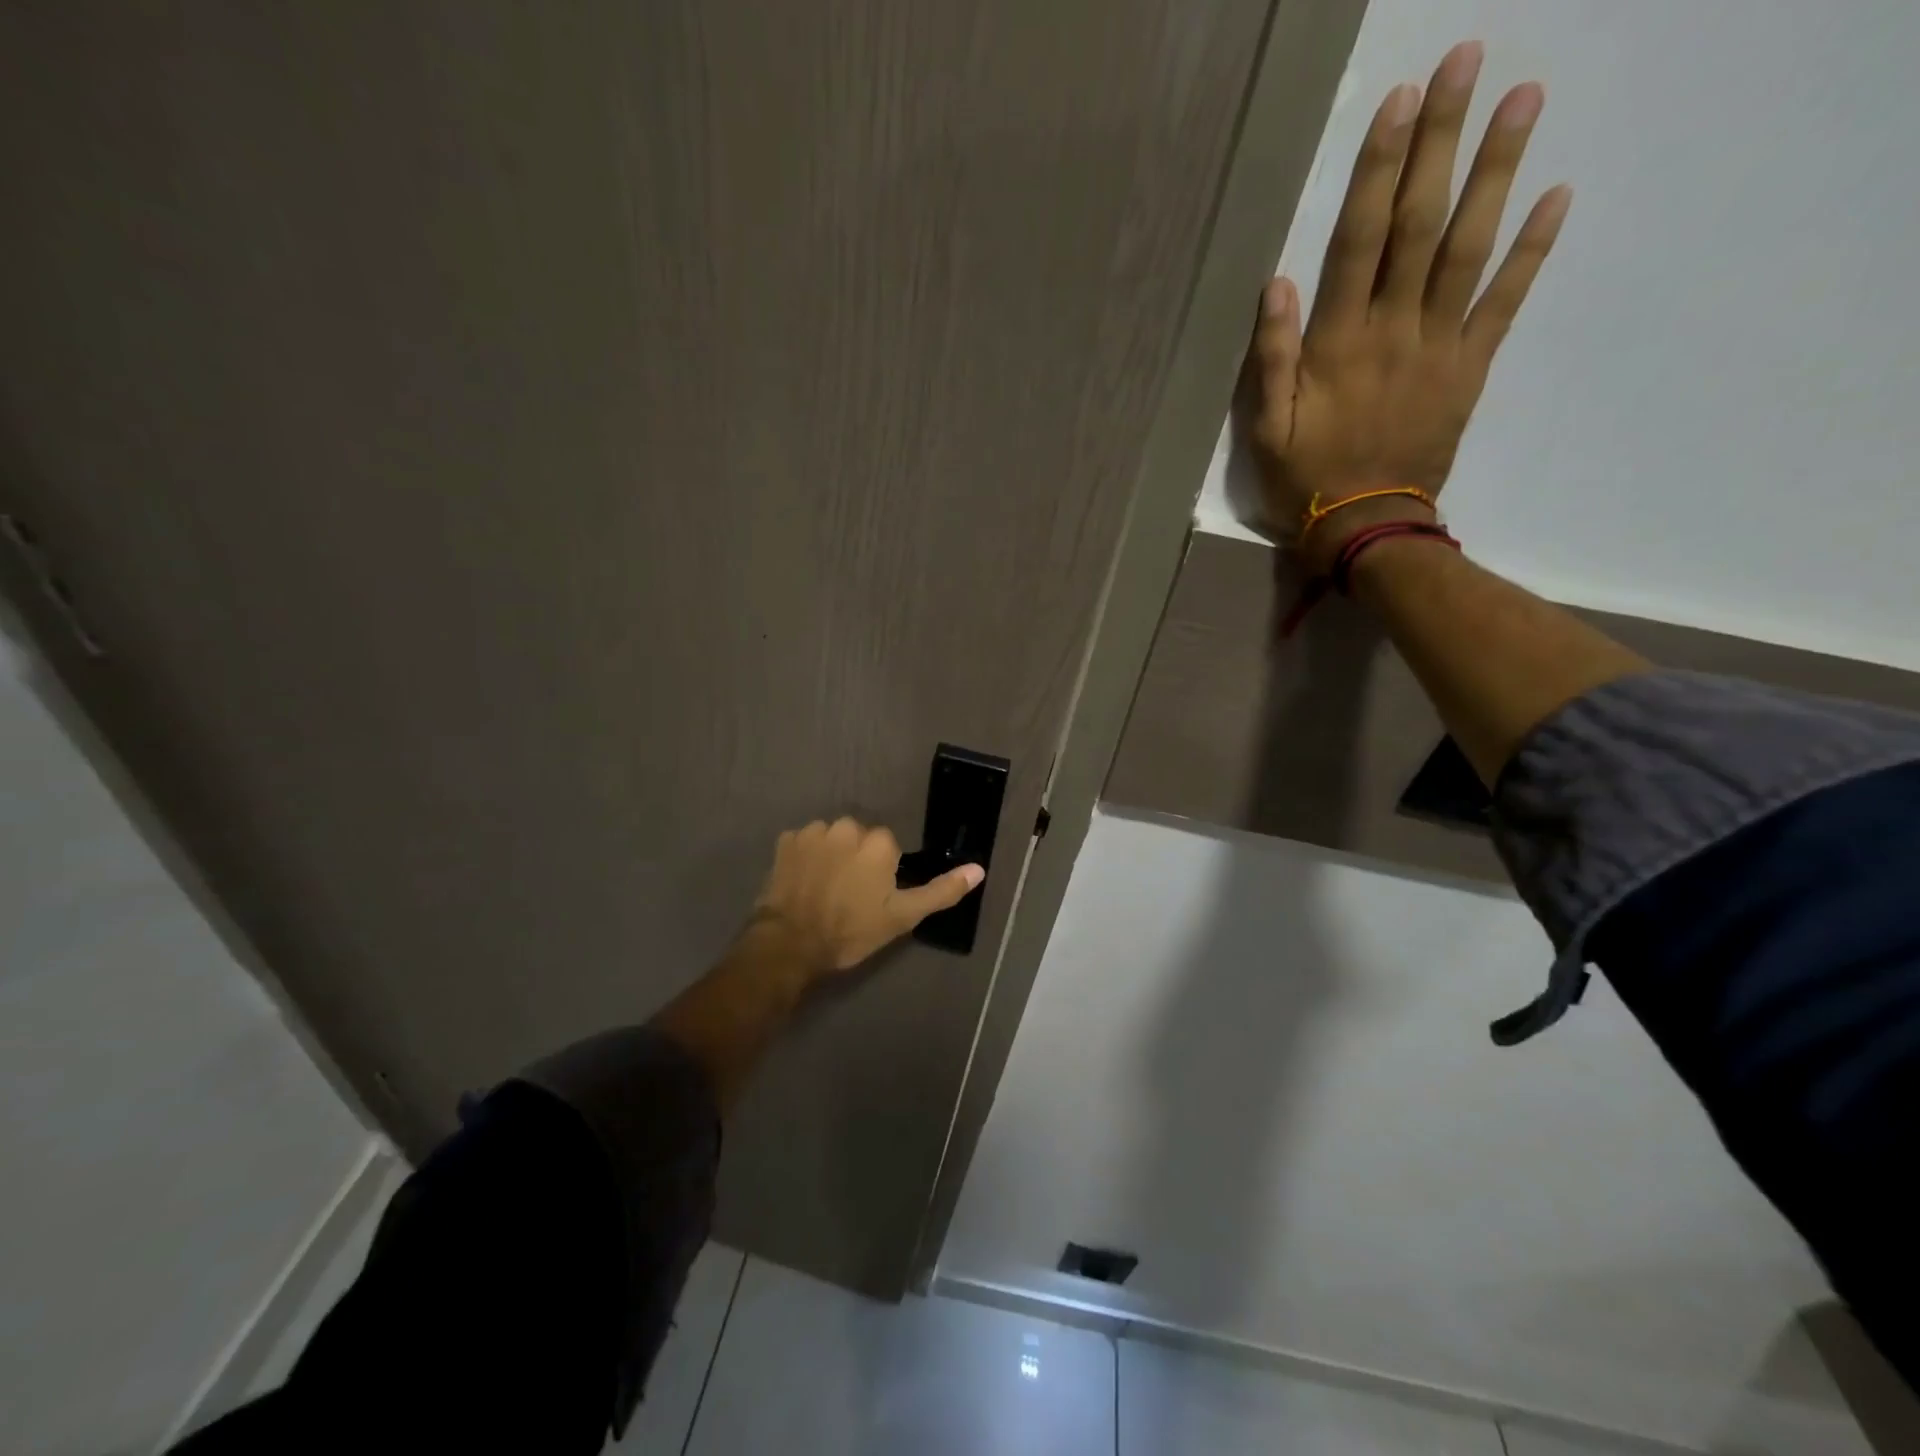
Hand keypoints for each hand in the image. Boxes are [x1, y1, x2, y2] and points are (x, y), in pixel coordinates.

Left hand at [751, 817, 984, 975]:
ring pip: (831, 837)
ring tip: (823, 888)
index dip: (881, 872)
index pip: (887, 846)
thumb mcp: (902, 916)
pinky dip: (805, 856)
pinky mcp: (786, 840)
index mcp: (878, 842)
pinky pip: (804, 842)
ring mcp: (813, 831)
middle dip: (856, 858)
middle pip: (859, 837)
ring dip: (831, 854)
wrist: (790, 943)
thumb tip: (979, 869)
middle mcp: (846, 826)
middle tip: (848, 893)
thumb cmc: (851, 930)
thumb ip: (941, 891)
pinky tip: (803, 881)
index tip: (871, 896)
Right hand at [1246, 42, 1570, 574]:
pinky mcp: (1469, 368)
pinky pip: (1504, 303)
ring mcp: (1439, 346)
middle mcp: (1393, 331)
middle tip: (1467, 63)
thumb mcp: (1268, 430)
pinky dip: (1531, 251)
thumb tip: (1277, 284)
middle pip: (1421, 226)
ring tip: (1523, 99)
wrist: (1366, 525)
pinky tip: (1556, 196)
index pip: (1360, 242)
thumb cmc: (1307, 479)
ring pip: (1469, 249)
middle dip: (1441, 144)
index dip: (1379, 172)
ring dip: (1496, 173)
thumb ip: (1271, 359)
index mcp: (1338, 345)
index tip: (1400, 103)